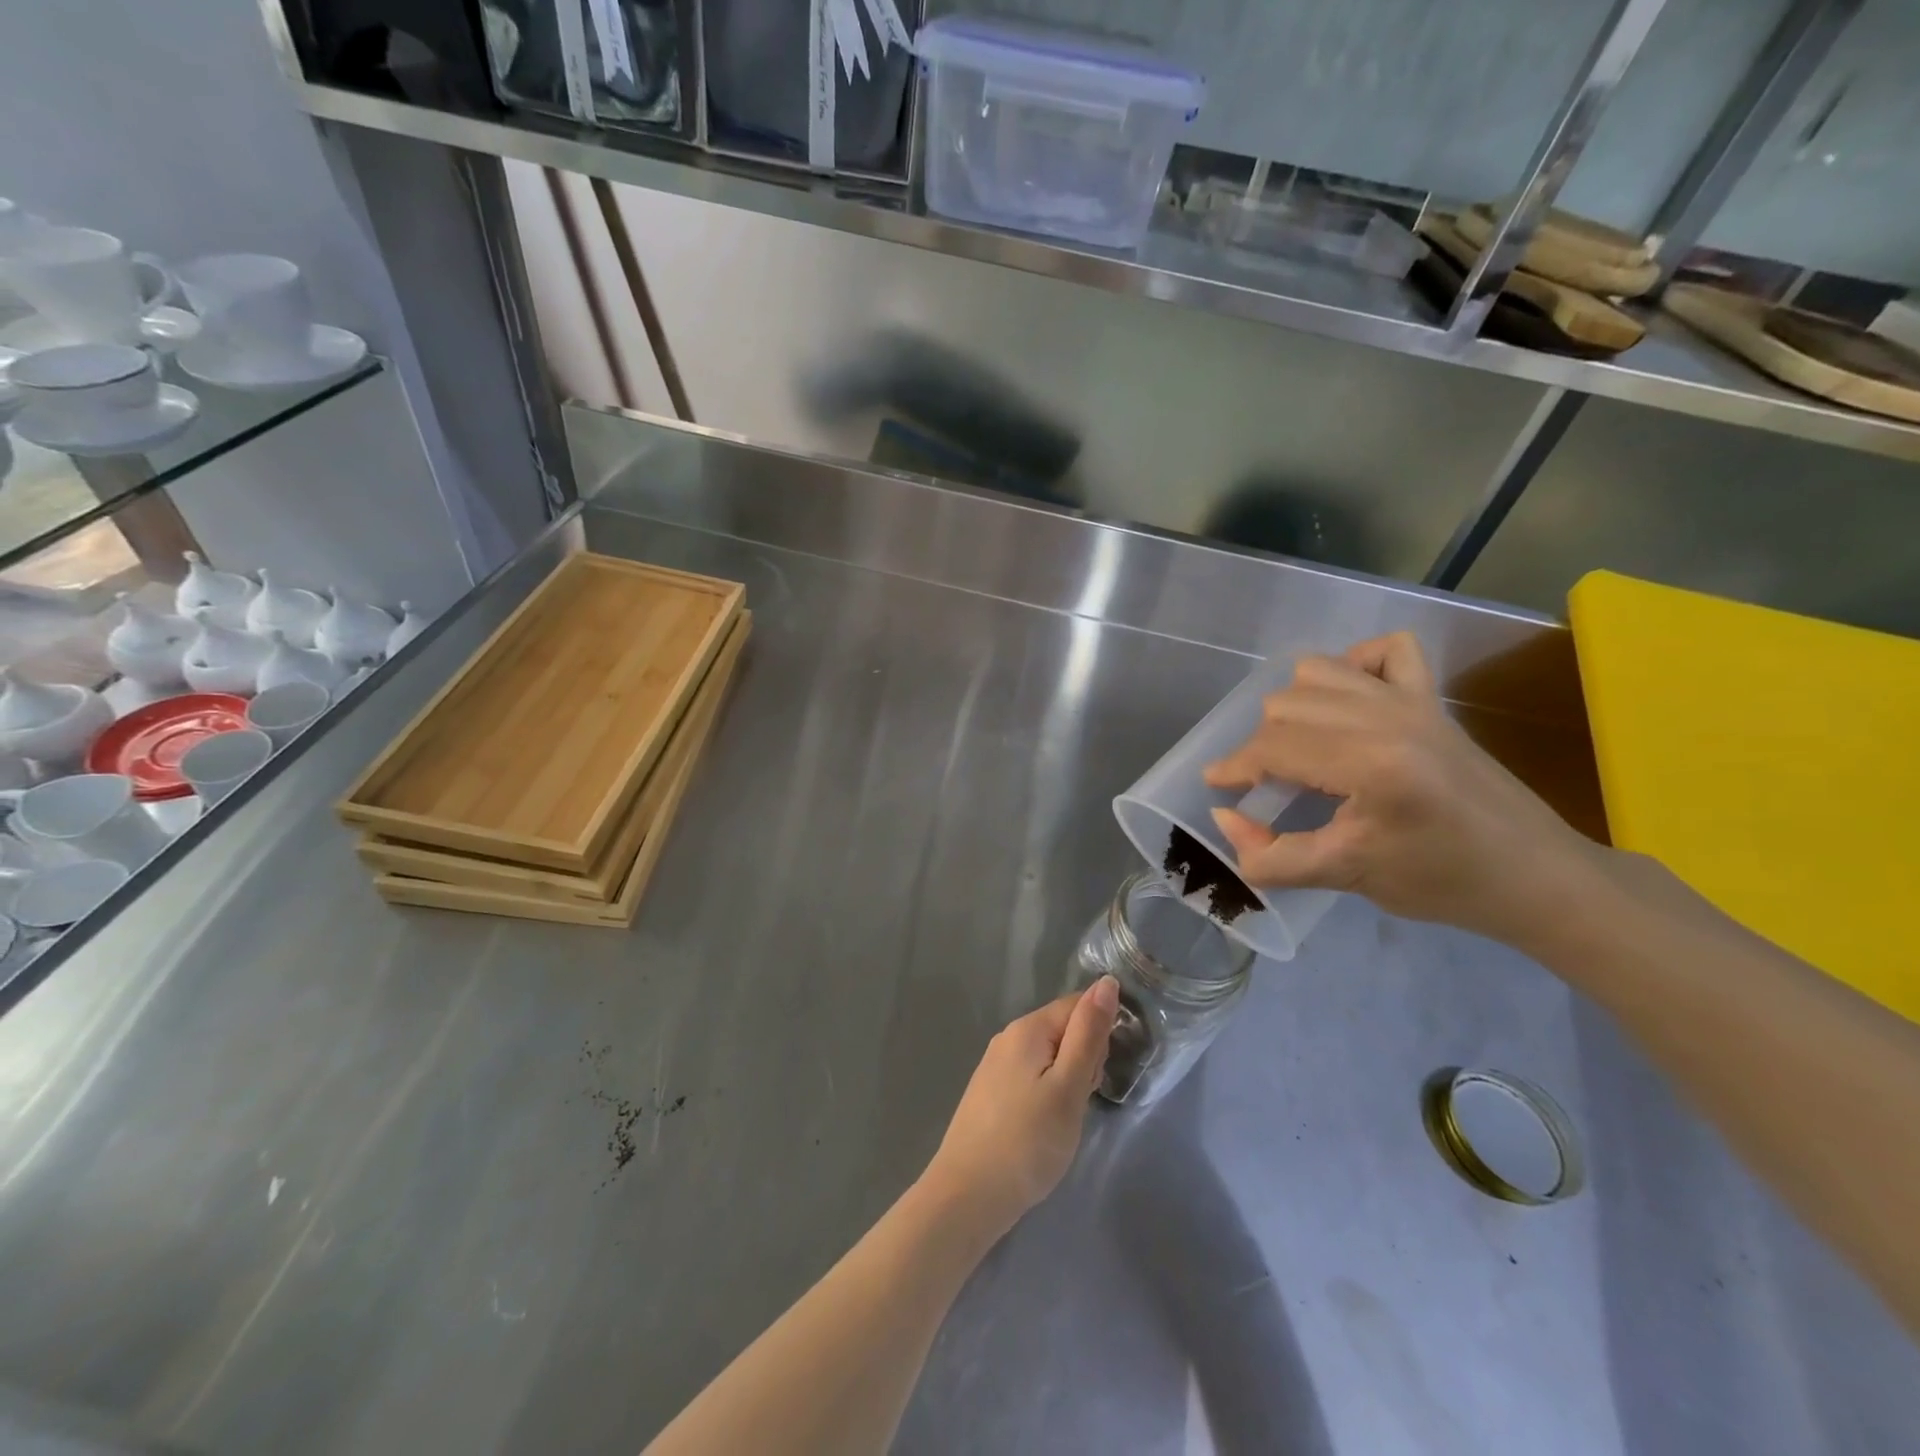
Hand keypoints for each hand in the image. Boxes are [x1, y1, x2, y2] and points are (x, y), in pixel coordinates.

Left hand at [919, 977, 1119, 1239]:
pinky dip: (1048, 1093)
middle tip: (1080, 1102)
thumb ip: (1088, 1034)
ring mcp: (995, 1064)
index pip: (1077, 1005)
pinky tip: (1044, 1125)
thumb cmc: (1028, 1140)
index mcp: (1027, 1028)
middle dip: (1084, 1059)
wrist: (968, 1194)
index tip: (1100, 1074)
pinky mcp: (991, 1091)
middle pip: (1063, 1029)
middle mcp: (1008, 1037)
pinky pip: (1032, 1075)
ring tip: (1063, 1119)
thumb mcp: (1069, 1086)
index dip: (1100, 1034)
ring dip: (1067, 1079)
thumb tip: (1107, 982)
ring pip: (1049, 1055)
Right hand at [1203, 632, 1599, 947]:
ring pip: (1319, 671)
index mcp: (1370, 763)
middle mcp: (1387, 717)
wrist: (1535, 875)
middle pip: (1287, 706)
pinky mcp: (1432, 699)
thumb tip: (1225, 819)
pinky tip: (1346, 700)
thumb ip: (1270, 856)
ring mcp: (1412, 701)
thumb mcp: (1345, 876)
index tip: (1216, 787)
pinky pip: (1385, 652)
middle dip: (1261, 745)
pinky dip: (1353, 665)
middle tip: (1264, 785)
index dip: (1235, 767)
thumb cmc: (1441, 882)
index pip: (1275, 748)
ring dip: (1294, 705)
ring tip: (1297, 745)